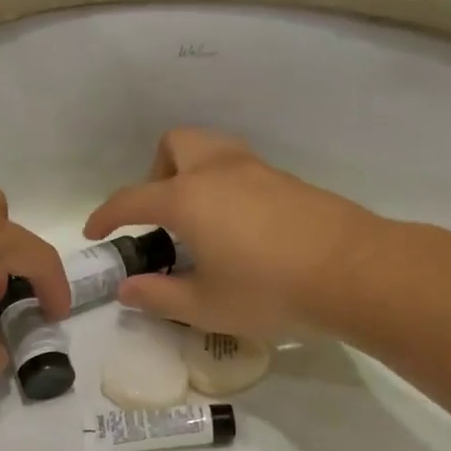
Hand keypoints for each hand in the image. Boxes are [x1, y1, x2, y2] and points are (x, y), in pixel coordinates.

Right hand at [83, 129, 379, 340]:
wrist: (355, 272)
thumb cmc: (270, 290)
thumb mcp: (205, 306)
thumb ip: (159, 296)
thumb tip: (127, 289)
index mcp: (187, 198)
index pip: (131, 199)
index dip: (106, 216)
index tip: (95, 233)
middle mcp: (217, 171)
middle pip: (175, 144)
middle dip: (156, 172)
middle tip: (162, 216)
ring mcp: (257, 170)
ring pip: (212, 148)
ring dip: (193, 172)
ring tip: (199, 219)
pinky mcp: (287, 180)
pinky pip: (241, 167)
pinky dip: (225, 185)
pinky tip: (240, 227)